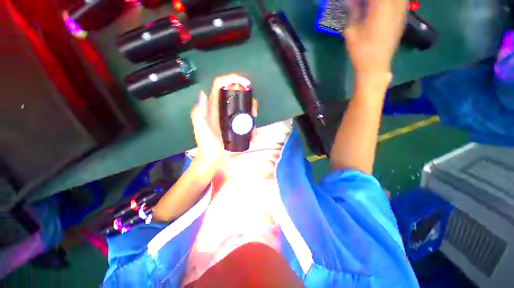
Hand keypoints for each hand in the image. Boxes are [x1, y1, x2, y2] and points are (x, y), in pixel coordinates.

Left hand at [190, 74, 252, 168]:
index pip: (221, 86)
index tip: (246, 83)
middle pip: (237, 95)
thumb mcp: (201, 128)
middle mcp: (222, 109)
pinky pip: (246, 121)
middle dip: (248, 99)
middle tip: (254, 111)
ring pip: (244, 108)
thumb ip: (200, 113)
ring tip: (254, 125)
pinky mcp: (235, 126)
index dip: (232, 79)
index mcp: (213, 107)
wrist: (212, 158)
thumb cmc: (206, 144)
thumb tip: (203, 93)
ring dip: (252, 113)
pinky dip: (252, 125)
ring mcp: (230, 117)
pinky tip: (254, 134)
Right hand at [344, 0, 406, 74]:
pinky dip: (392, 3)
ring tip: (371, 7)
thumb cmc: (361, 51)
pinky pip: (401, 2)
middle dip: (370, 1)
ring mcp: (401, 12)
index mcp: (381, 6)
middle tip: (362, 4)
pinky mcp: (402, 19)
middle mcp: (395, 5)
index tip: (355, 2)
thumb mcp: (351, 32)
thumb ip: (353, 12)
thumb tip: (350, 2)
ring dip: (380, 3)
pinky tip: (382, 8)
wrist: (375, 66)